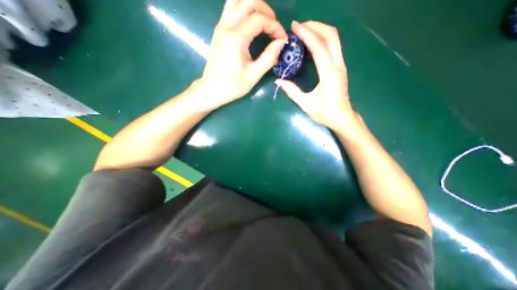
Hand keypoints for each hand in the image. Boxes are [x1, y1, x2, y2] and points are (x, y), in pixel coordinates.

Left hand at [197, 0, 286, 110]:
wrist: (212, 89)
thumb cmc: (233, 85)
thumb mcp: (254, 75)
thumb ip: (269, 57)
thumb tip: (281, 42)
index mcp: (236, 38)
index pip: (259, 19)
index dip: (275, 27)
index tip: (282, 39)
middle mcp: (226, 26)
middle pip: (249, 1)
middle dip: (267, 12)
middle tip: (274, 29)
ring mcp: (221, 25)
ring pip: (238, 0)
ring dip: (255, 7)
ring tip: (264, 23)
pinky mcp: (219, 29)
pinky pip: (232, 8)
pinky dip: (245, 10)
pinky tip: (251, 24)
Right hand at [275, 20, 360, 132]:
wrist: (342, 118)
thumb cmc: (325, 113)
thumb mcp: (306, 104)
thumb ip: (292, 92)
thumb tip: (278, 81)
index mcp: (329, 73)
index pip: (319, 47)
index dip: (306, 34)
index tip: (294, 27)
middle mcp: (338, 65)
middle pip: (331, 35)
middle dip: (315, 26)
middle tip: (299, 27)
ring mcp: (341, 65)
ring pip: (334, 39)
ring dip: (320, 30)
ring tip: (304, 31)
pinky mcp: (340, 67)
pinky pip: (334, 46)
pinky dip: (323, 39)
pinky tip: (312, 43)